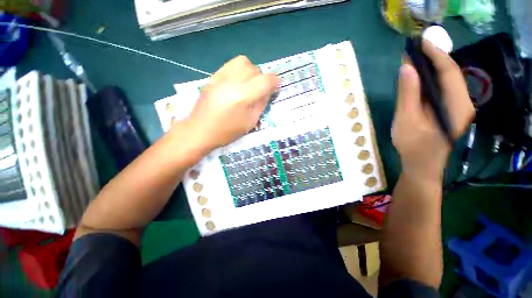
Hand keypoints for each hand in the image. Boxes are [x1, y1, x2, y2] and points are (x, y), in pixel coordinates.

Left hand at [187, 56, 279, 149]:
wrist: (200, 130)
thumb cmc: (227, 131)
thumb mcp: (250, 122)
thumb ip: (261, 104)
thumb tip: (268, 91)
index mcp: (242, 97)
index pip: (265, 80)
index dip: (275, 82)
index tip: (276, 87)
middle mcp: (232, 82)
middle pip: (256, 69)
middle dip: (263, 78)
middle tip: (261, 90)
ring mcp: (221, 76)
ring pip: (244, 62)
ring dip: (252, 71)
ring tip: (250, 84)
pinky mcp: (213, 76)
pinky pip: (232, 64)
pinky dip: (240, 69)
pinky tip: (238, 82)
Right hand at [392, 39, 474, 179]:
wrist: (421, 165)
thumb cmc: (413, 146)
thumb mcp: (406, 121)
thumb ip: (408, 95)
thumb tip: (406, 68)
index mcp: (456, 105)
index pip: (449, 71)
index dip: (435, 54)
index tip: (420, 41)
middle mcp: (462, 102)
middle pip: (449, 73)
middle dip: (432, 58)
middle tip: (413, 49)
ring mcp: (457, 105)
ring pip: (445, 80)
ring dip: (429, 68)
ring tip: (412, 59)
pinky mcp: (449, 109)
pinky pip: (441, 88)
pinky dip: (429, 79)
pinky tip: (416, 77)